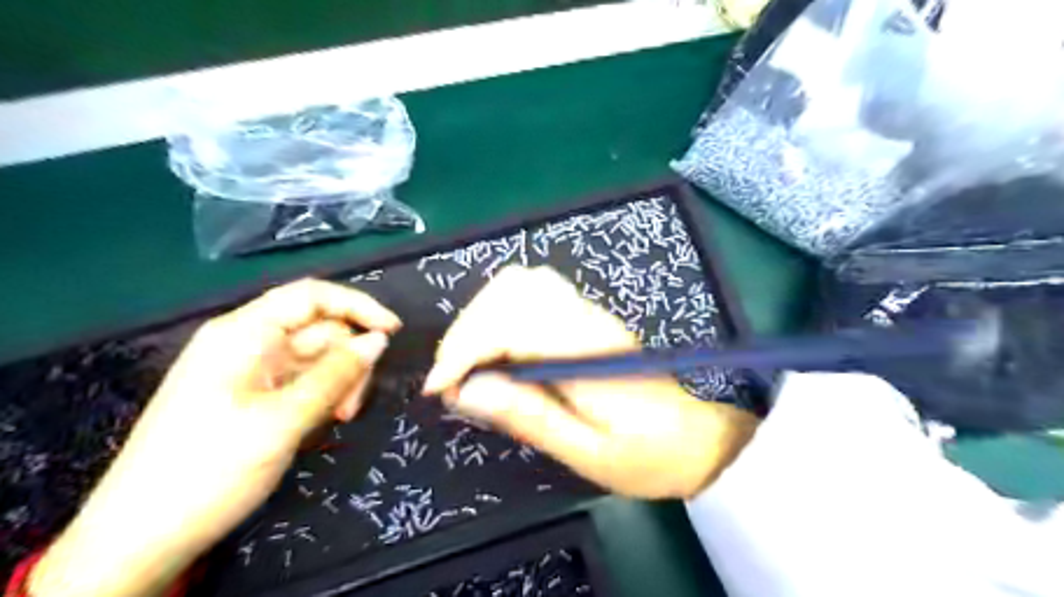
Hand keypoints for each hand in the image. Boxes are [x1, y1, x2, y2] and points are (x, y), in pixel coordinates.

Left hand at [32, 279, 401, 595]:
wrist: (141, 539)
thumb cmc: (210, 469)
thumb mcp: (283, 420)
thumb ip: (336, 375)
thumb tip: (379, 340)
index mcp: (243, 333)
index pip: (311, 296)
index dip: (358, 306)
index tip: (395, 331)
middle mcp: (248, 343)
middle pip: (319, 329)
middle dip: (348, 359)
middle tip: (354, 405)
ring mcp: (251, 371)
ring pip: (316, 358)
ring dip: (339, 382)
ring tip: (340, 419)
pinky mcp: (254, 396)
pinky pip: (303, 381)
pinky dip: (323, 396)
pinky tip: (325, 422)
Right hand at [425, 267, 755, 501]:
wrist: (696, 437)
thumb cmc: (647, 456)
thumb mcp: (587, 454)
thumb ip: (529, 417)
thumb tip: (466, 391)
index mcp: (586, 352)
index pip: (510, 324)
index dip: (464, 349)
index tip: (440, 389)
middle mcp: (585, 319)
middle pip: (511, 290)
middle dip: (466, 331)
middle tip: (452, 379)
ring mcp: (588, 312)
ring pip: (521, 283)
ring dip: (481, 317)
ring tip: (468, 363)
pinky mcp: (586, 316)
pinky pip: (533, 293)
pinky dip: (500, 313)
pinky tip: (496, 349)